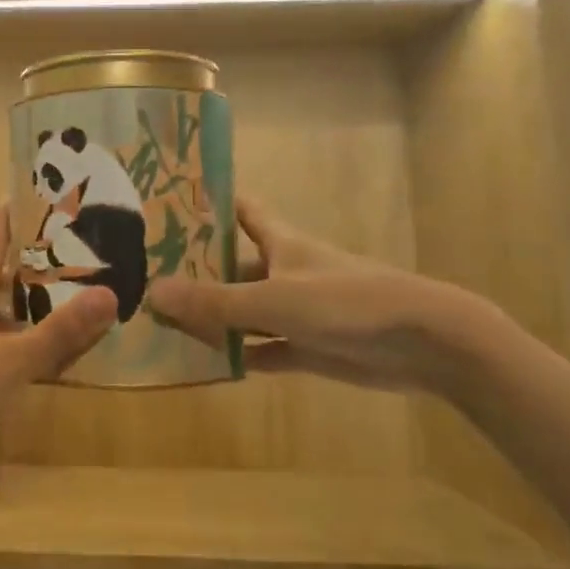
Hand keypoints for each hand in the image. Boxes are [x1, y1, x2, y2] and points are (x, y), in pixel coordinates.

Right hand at [147, 197, 494, 396]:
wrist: (424, 343)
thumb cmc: (346, 302)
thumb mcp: (274, 299)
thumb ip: (215, 301)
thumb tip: (152, 293)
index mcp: (279, 243)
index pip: (240, 211)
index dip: (209, 204)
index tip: (169, 203)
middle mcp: (283, 272)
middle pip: (232, 268)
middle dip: (195, 272)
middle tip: (145, 277)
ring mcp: (296, 312)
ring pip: (243, 312)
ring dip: (211, 319)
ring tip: (161, 324)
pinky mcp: (308, 348)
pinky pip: (262, 351)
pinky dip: (237, 356)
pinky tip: (204, 365)